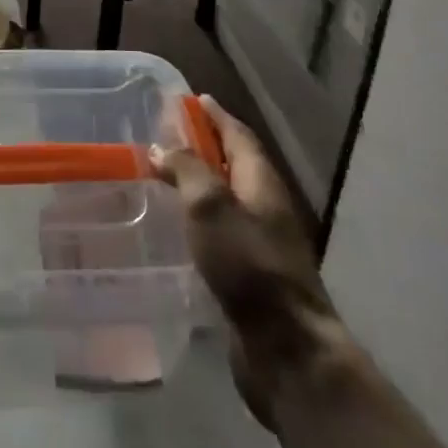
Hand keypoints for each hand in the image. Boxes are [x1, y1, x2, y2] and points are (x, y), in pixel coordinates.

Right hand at [153, 95, 339, 422]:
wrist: (286, 348)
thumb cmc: (248, 266)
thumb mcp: (211, 206)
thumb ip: (186, 170)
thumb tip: (162, 147)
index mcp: (261, 182)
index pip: (238, 135)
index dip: (216, 116)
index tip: (193, 99)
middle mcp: (264, 206)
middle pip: (233, 164)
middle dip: (204, 146)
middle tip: (168, 135)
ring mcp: (260, 243)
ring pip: (225, 199)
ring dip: (199, 183)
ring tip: (164, 177)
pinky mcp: (249, 275)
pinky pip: (220, 232)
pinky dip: (198, 219)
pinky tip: (176, 229)